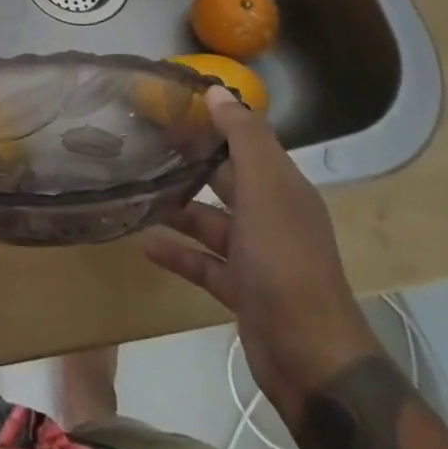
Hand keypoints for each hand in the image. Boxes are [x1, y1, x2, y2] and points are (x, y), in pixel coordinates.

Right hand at [144, 86, 381, 422]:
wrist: (310, 358)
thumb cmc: (285, 260)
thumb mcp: (265, 189)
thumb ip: (243, 137)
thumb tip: (217, 90)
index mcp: (282, 188)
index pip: (247, 142)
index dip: (214, 121)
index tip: (171, 105)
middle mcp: (272, 216)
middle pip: (227, 179)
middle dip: (191, 161)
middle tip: (144, 144)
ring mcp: (257, 256)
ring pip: (211, 221)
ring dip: (178, 208)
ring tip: (137, 192)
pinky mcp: (241, 290)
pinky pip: (203, 263)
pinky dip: (177, 253)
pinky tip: (145, 245)